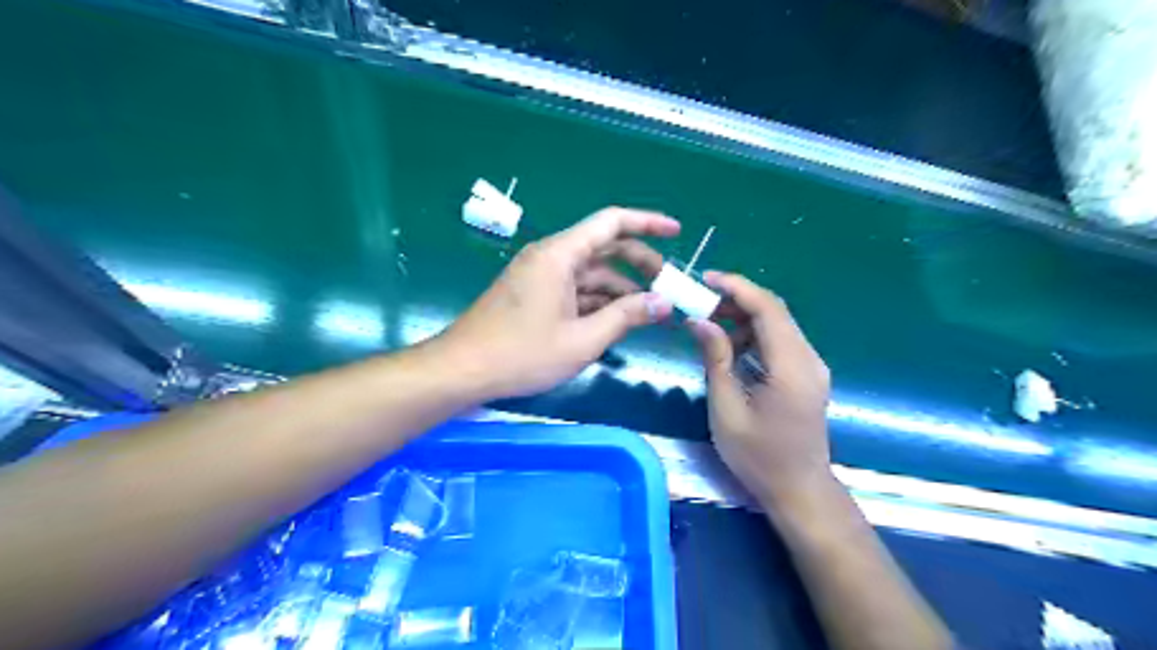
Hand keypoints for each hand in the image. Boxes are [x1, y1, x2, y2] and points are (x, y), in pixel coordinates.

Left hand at [438, 208, 678, 400]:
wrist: (463, 371)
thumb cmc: (522, 354)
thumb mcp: (582, 340)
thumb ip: (626, 317)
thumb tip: (664, 302)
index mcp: (560, 255)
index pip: (611, 223)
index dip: (647, 222)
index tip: (677, 231)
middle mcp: (551, 257)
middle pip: (604, 248)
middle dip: (639, 264)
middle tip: (668, 286)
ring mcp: (540, 276)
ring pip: (590, 272)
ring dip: (620, 288)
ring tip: (650, 309)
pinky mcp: (534, 294)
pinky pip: (574, 289)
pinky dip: (598, 301)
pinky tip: (618, 319)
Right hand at [685, 273, 831, 504]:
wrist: (799, 490)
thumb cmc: (758, 456)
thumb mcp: (727, 409)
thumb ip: (715, 360)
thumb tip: (699, 322)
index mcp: (792, 367)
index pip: (768, 309)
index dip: (737, 287)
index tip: (705, 279)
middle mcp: (809, 359)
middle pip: (774, 312)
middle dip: (736, 301)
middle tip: (699, 305)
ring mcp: (811, 367)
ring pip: (777, 325)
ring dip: (743, 318)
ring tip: (708, 326)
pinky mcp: (807, 375)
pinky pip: (780, 343)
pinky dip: (753, 336)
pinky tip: (729, 347)